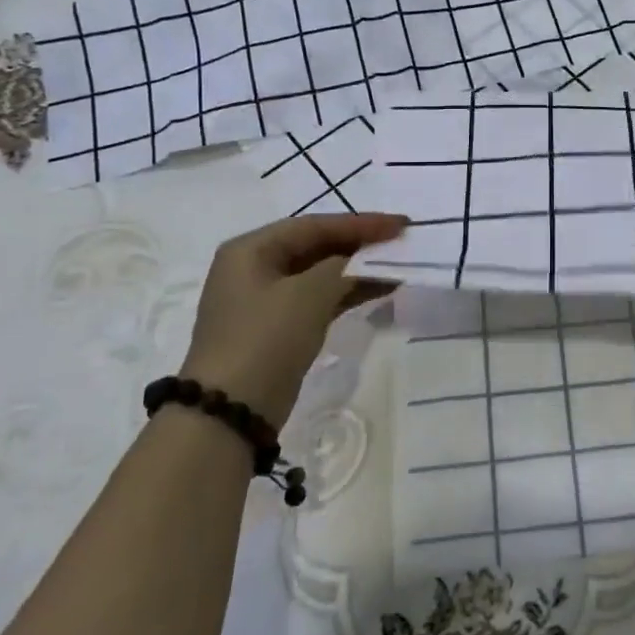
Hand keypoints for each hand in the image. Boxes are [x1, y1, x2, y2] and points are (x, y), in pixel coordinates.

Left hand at [178, 213, 406, 426]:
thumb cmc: (265, 339)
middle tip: (401, 243)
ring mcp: (266, 299)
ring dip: (358, 270)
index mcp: (251, 249)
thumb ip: (342, 267)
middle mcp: (255, 268)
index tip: (401, 224)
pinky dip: (348, 293)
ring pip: (321, 273)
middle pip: (317, 246)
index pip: (314, 226)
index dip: (361, 223)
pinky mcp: (279, 327)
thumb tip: (365, 259)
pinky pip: (320, 298)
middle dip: (360, 245)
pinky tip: (381, 290)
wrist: (232, 411)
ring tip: (399, 267)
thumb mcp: (308, 294)